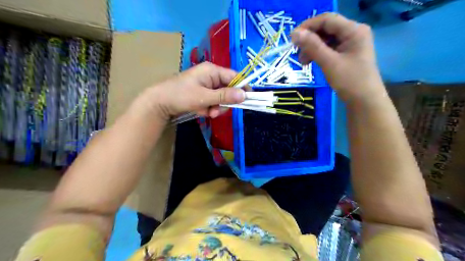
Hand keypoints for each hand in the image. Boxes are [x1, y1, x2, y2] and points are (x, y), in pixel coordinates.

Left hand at [145, 61, 246, 119]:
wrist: (159, 103)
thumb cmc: (181, 95)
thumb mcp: (204, 97)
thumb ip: (225, 96)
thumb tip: (244, 95)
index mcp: (212, 70)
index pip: (235, 77)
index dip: (243, 87)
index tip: (249, 99)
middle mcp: (211, 76)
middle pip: (228, 89)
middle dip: (224, 102)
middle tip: (216, 111)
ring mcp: (206, 85)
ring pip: (221, 97)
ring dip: (216, 107)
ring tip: (207, 113)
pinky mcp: (202, 93)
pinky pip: (213, 101)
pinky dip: (209, 108)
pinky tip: (201, 111)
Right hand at [290, 13, 385, 102]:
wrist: (364, 101)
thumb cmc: (350, 81)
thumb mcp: (329, 63)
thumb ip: (312, 46)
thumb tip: (294, 33)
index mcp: (354, 30)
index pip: (327, 20)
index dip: (308, 26)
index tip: (292, 39)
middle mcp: (353, 33)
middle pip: (326, 29)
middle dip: (310, 40)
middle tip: (297, 53)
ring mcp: (350, 44)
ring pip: (325, 39)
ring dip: (312, 48)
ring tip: (303, 62)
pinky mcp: (346, 54)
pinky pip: (328, 48)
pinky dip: (318, 54)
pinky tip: (310, 62)